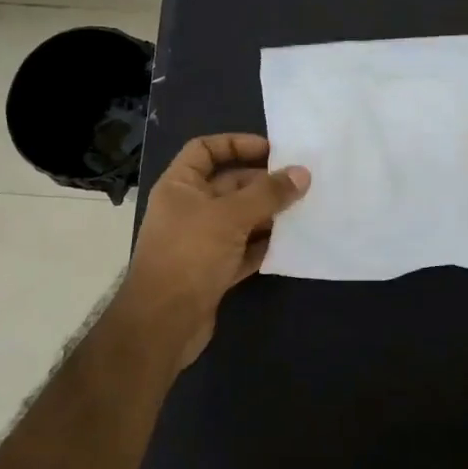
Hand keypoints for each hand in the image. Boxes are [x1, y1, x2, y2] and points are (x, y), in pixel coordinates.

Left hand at [120, 134, 309, 371]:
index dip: (236, 144)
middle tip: (301, 183)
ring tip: (304, 210)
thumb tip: (302, 173)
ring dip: (269, 215)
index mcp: (180, 186)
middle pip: (229, 185)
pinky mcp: (213, 270)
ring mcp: (200, 241)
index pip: (205, 150)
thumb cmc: (190, 255)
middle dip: (263, 183)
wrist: (163, 324)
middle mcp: (188, 209)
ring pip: (240, 218)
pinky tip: (292, 243)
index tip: (272, 150)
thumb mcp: (230, 216)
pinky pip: (244, 249)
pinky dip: (265, 245)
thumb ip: (268, 194)